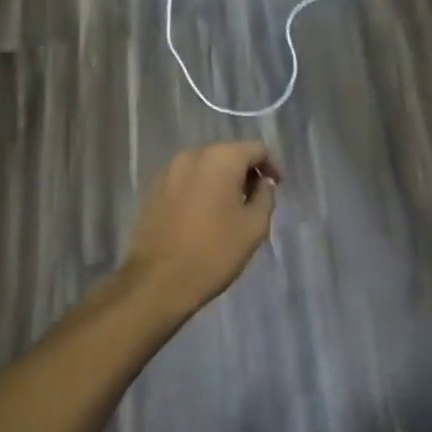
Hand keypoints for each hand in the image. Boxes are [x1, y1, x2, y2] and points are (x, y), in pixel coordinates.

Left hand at [125, 141, 281, 317]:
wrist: (156, 282)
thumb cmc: (213, 252)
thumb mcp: (254, 226)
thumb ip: (265, 196)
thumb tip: (262, 183)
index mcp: (221, 159)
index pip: (256, 149)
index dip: (271, 166)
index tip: (277, 187)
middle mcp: (193, 156)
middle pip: (229, 154)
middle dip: (245, 172)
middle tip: (256, 198)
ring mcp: (169, 172)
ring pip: (206, 166)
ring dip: (222, 180)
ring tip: (231, 208)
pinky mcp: (154, 190)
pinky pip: (187, 180)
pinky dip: (202, 189)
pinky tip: (205, 215)